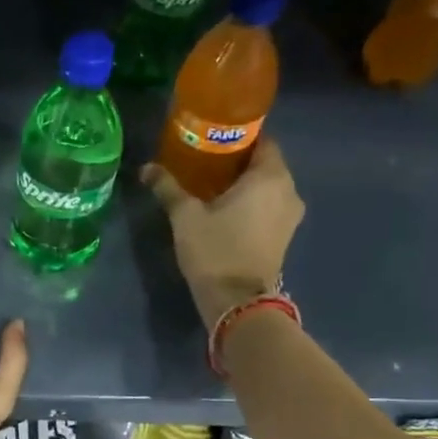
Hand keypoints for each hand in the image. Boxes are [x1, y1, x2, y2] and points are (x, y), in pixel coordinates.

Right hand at [142, 138, 304, 328]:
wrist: (237, 301)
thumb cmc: (215, 250)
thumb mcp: (185, 216)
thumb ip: (168, 187)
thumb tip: (146, 168)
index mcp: (270, 176)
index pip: (262, 140)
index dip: (238, 137)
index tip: (211, 140)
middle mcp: (288, 190)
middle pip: (264, 164)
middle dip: (237, 161)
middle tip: (204, 162)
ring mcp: (290, 216)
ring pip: (267, 187)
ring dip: (244, 184)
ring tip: (211, 187)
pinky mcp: (284, 236)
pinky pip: (269, 207)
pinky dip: (251, 203)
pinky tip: (224, 210)